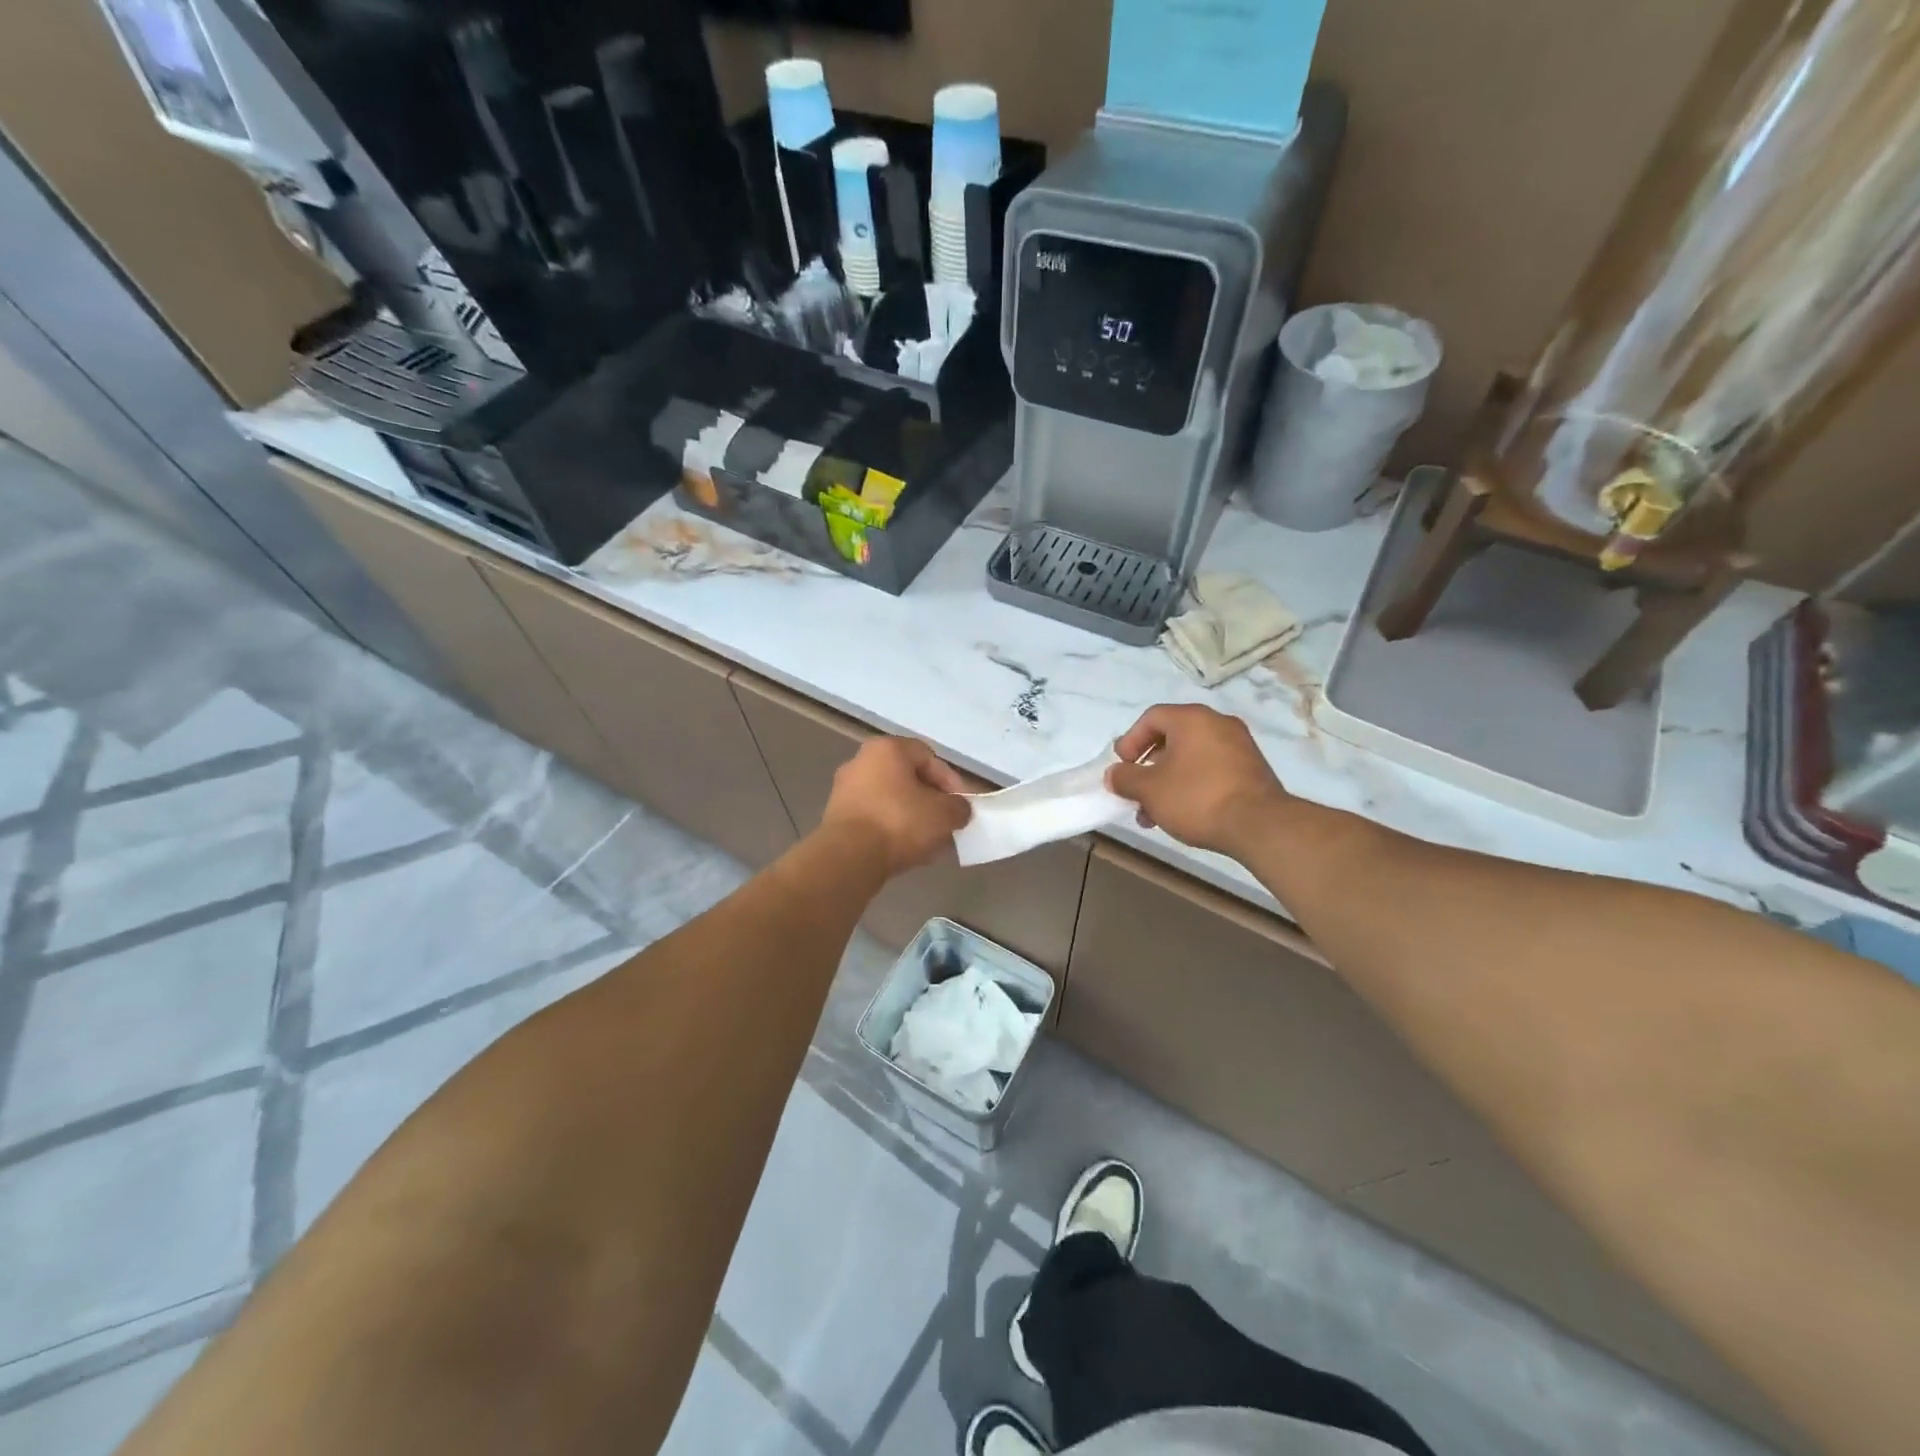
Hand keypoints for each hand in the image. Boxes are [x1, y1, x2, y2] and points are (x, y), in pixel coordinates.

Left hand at [821, 737, 972, 874]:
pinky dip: (891, 829)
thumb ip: (959, 808)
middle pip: (908, 778)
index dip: (951, 781)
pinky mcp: (837, 816)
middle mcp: (861, 761)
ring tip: (929, 841)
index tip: (961, 806)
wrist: (849, 857)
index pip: (929, 757)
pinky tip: (906, 849)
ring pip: (891, 799)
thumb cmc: (900, 823)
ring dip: (912, 816)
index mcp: (887, 749)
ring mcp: (845, 789)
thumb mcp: (944, 814)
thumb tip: (958, 810)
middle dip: (931, 801)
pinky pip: (874, 817)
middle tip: (946, 823)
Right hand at [1107, 704, 1291, 859]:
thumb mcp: (1149, 789)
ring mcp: (1239, 746)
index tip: (1122, 767)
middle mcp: (1218, 724)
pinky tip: (1182, 814)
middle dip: (1148, 767)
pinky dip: (1191, 785)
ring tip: (1154, 813)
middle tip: (1136, 792)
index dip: (1130, 741)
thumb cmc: (1196, 798)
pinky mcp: (1251, 770)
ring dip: (1167, 782)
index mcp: (1192, 719)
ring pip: (1191, 758)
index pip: (1151, 717)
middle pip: (1171, 738)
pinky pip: (1211, 770)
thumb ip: (1125, 778)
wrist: (1259, 826)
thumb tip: (1114, 774)